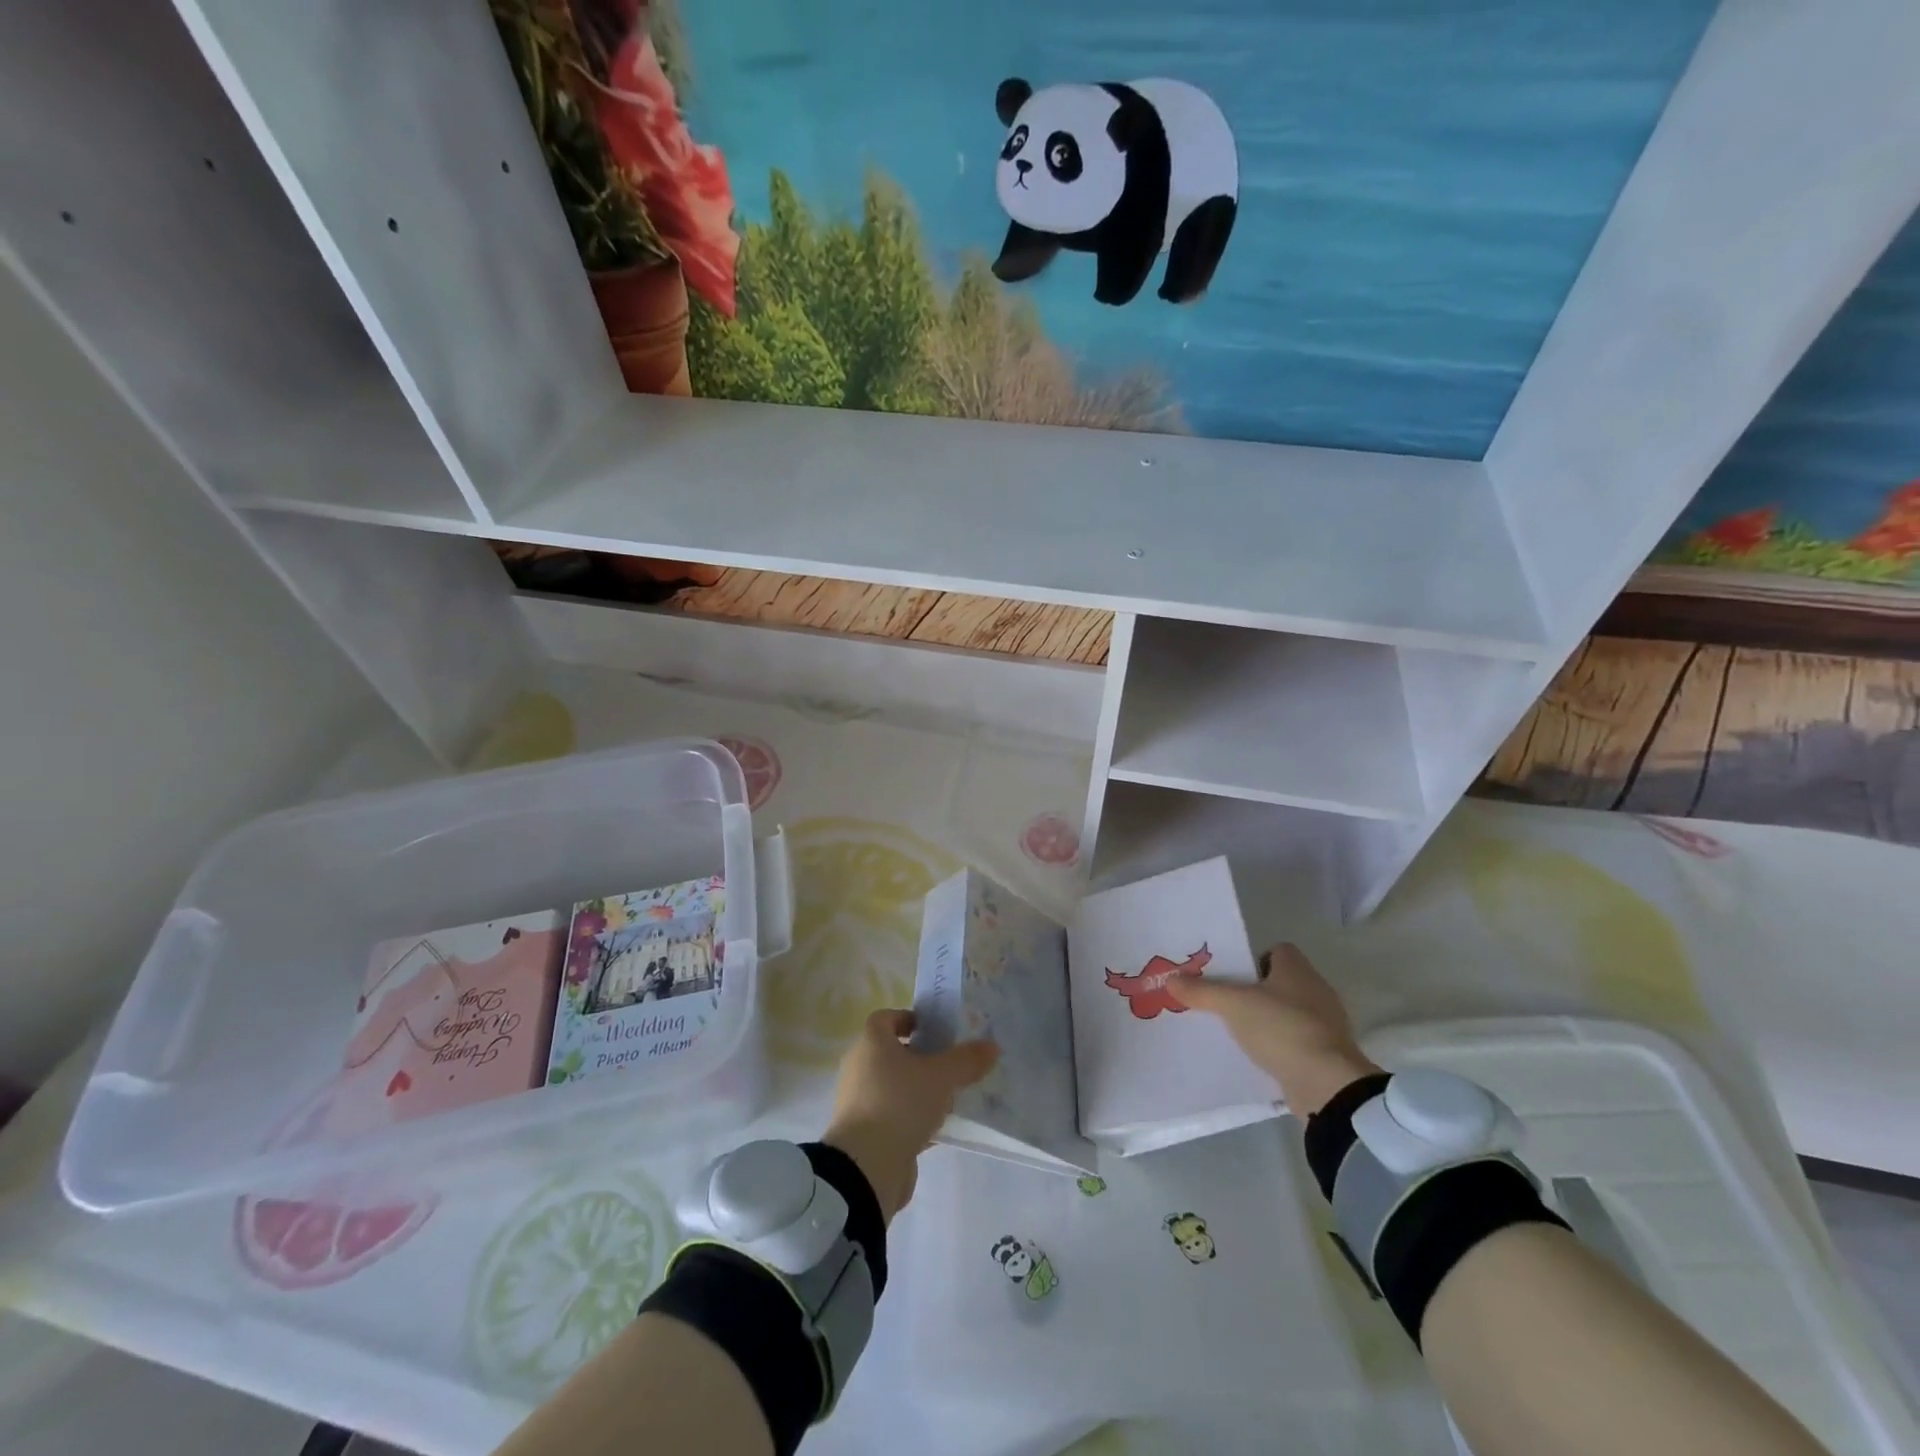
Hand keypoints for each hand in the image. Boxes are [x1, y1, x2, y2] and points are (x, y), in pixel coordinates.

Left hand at [822, 1009, 998, 1221]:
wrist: (866, 1168)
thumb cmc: (900, 1104)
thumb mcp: (941, 1077)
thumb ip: (966, 1060)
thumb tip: (992, 1046)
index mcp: (871, 1043)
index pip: (886, 1018)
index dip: (910, 1019)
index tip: (935, 1029)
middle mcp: (861, 1067)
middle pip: (892, 1053)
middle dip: (921, 1056)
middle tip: (951, 1062)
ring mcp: (861, 1102)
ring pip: (895, 1086)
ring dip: (919, 1089)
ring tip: (952, 1095)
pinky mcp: (866, 1133)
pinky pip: (894, 1116)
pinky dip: (914, 1118)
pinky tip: (941, 1127)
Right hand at [1168, 943, 1379, 1116]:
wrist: (1326, 1084)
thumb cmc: (1281, 1028)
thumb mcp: (1232, 1005)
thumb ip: (1201, 991)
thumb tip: (1170, 979)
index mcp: (1297, 969)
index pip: (1277, 950)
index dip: (1252, 959)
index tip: (1230, 976)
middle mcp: (1316, 990)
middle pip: (1279, 982)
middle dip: (1254, 991)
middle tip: (1224, 1002)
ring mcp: (1326, 1024)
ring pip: (1287, 1012)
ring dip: (1266, 1020)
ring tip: (1235, 1031)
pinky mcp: (1327, 1054)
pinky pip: (1295, 1041)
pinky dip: (1278, 1046)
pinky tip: (1257, 1056)